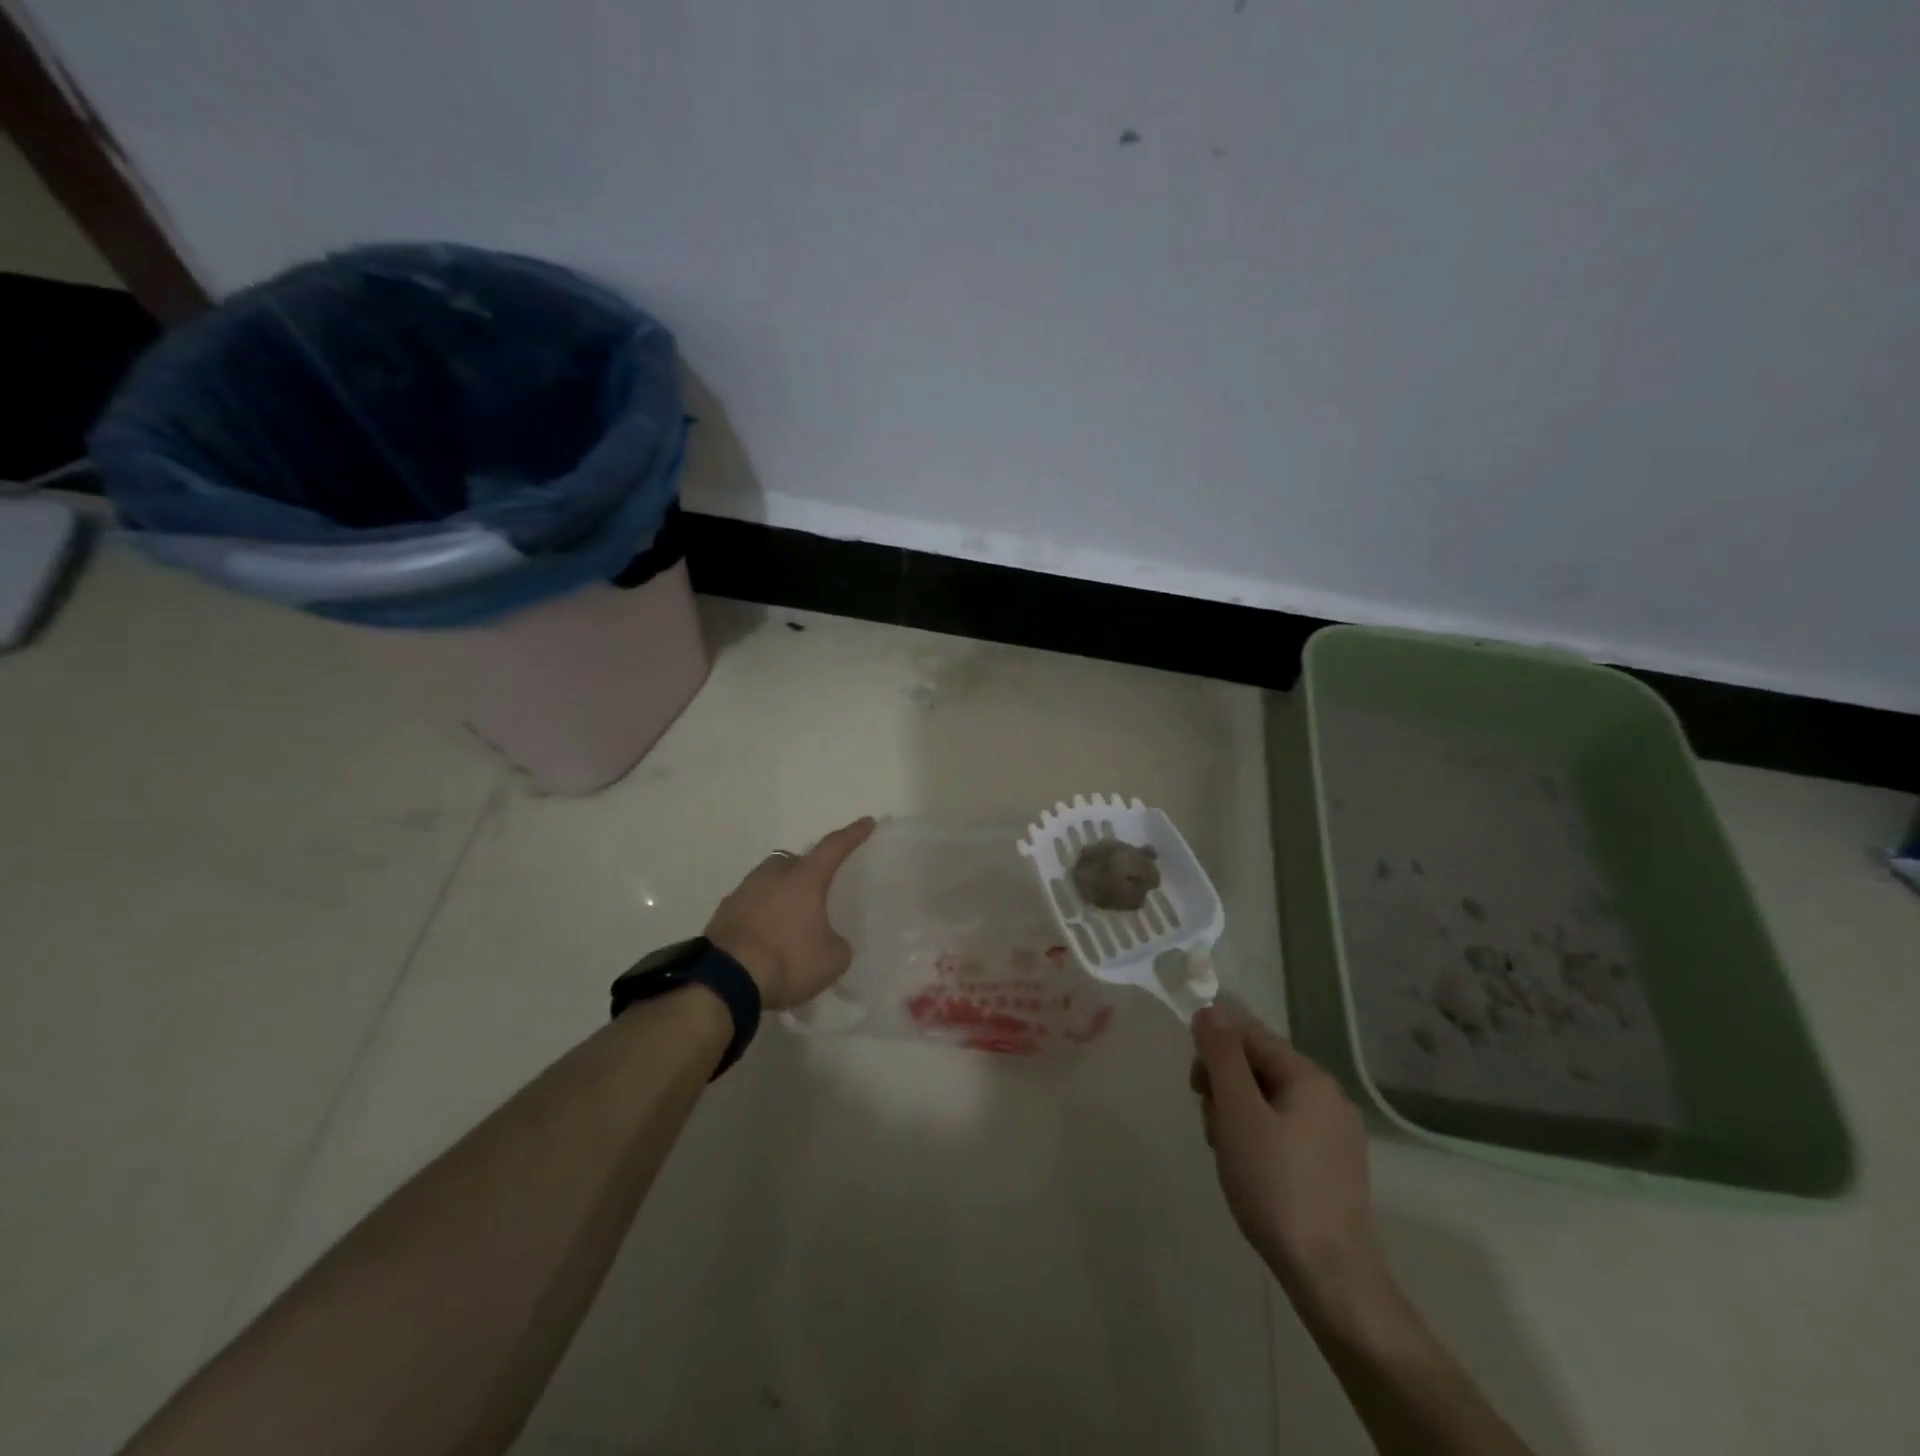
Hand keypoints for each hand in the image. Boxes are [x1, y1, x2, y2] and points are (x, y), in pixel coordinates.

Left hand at [704, 817, 875, 1010]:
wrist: (726, 981)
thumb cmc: (788, 960)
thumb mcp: (831, 960)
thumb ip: (837, 944)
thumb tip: (829, 940)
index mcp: (804, 879)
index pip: (833, 848)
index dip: (852, 835)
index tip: (866, 822)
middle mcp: (771, 876)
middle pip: (791, 861)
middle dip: (804, 869)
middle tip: (814, 889)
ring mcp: (742, 893)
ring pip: (766, 882)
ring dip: (778, 894)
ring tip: (787, 920)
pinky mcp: (721, 915)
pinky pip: (747, 906)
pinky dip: (758, 915)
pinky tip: (763, 937)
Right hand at [1190, 1004, 1382, 1302]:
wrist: (1328, 1274)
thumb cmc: (1275, 1184)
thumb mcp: (1237, 1112)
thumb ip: (1222, 1055)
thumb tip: (1210, 1008)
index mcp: (1310, 1077)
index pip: (1250, 1035)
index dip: (1215, 1050)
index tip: (1196, 1086)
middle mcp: (1330, 1096)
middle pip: (1260, 1067)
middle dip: (1225, 1087)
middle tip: (1212, 1125)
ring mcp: (1336, 1133)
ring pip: (1269, 1100)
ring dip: (1238, 1115)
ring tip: (1227, 1153)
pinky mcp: (1334, 1165)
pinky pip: (1285, 1129)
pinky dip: (1259, 1137)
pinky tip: (1250, 1170)